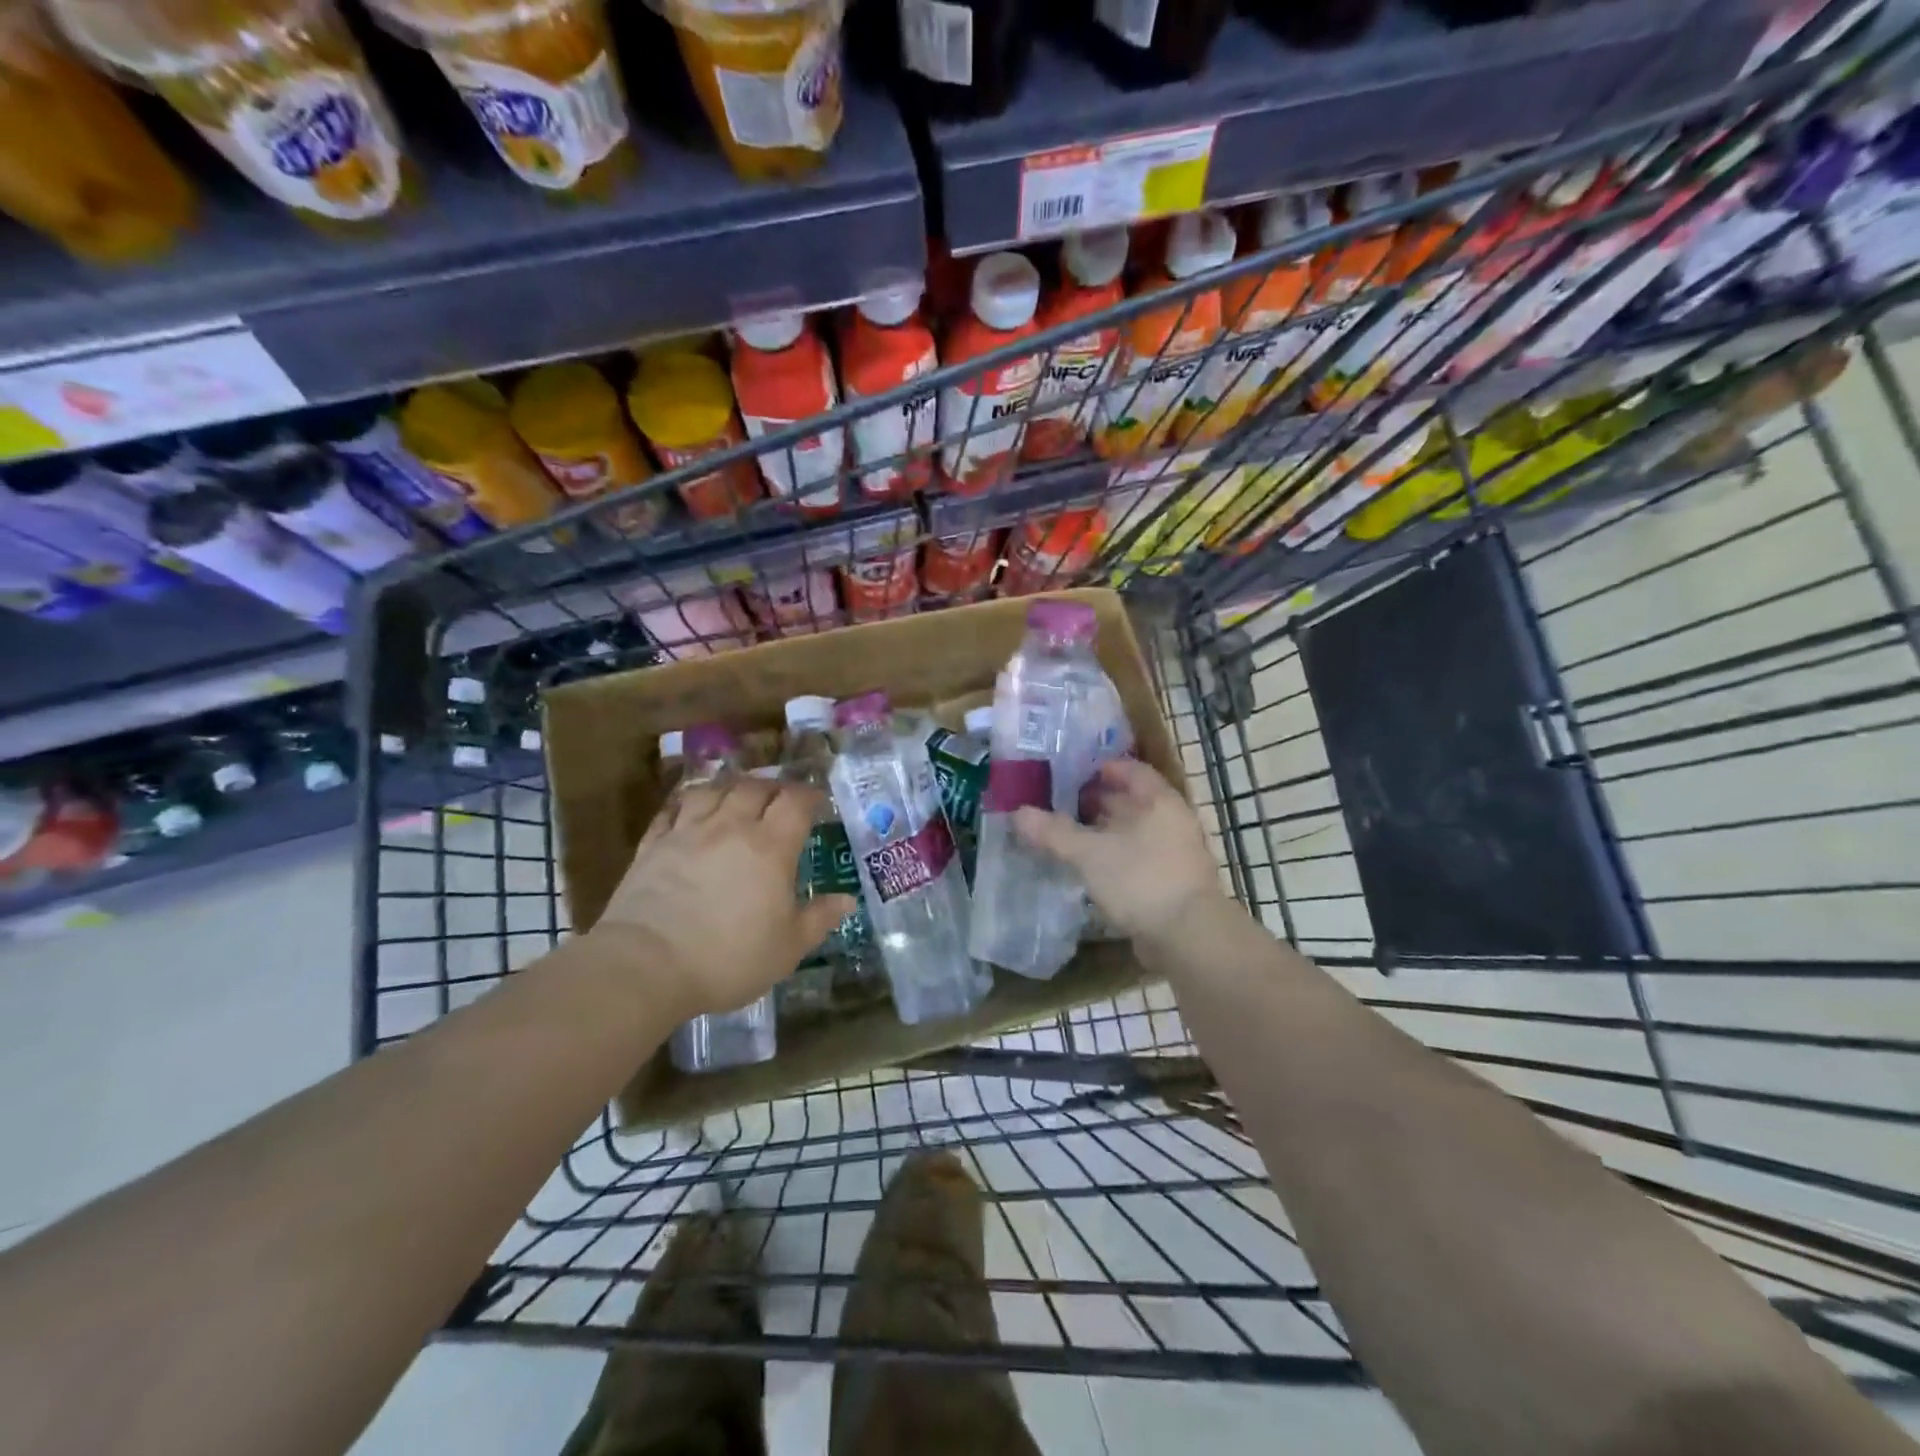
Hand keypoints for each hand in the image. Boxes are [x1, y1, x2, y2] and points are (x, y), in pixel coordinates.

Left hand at [592, 778, 855, 1019]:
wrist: (646, 965)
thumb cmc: (728, 958)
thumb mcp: (788, 948)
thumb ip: (819, 919)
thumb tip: (847, 900)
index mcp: (770, 846)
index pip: (795, 802)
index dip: (810, 796)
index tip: (819, 802)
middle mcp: (730, 827)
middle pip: (755, 787)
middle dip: (773, 787)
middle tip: (781, 799)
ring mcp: (687, 832)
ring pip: (713, 790)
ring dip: (731, 788)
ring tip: (738, 796)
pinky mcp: (653, 845)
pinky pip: (672, 810)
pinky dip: (687, 804)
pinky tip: (690, 811)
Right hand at [1012, 759, 1222, 941]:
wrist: (1188, 937)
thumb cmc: (1140, 879)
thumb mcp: (1089, 853)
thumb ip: (1053, 832)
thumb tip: (1017, 813)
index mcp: (1158, 801)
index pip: (1130, 770)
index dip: (1100, 768)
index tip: (1069, 774)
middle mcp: (1171, 820)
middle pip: (1131, 800)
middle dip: (1097, 800)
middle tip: (1059, 803)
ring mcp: (1174, 852)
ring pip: (1133, 831)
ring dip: (1104, 831)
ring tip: (1068, 835)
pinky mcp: (1170, 881)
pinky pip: (1137, 857)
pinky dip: (1113, 856)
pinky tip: (1089, 866)